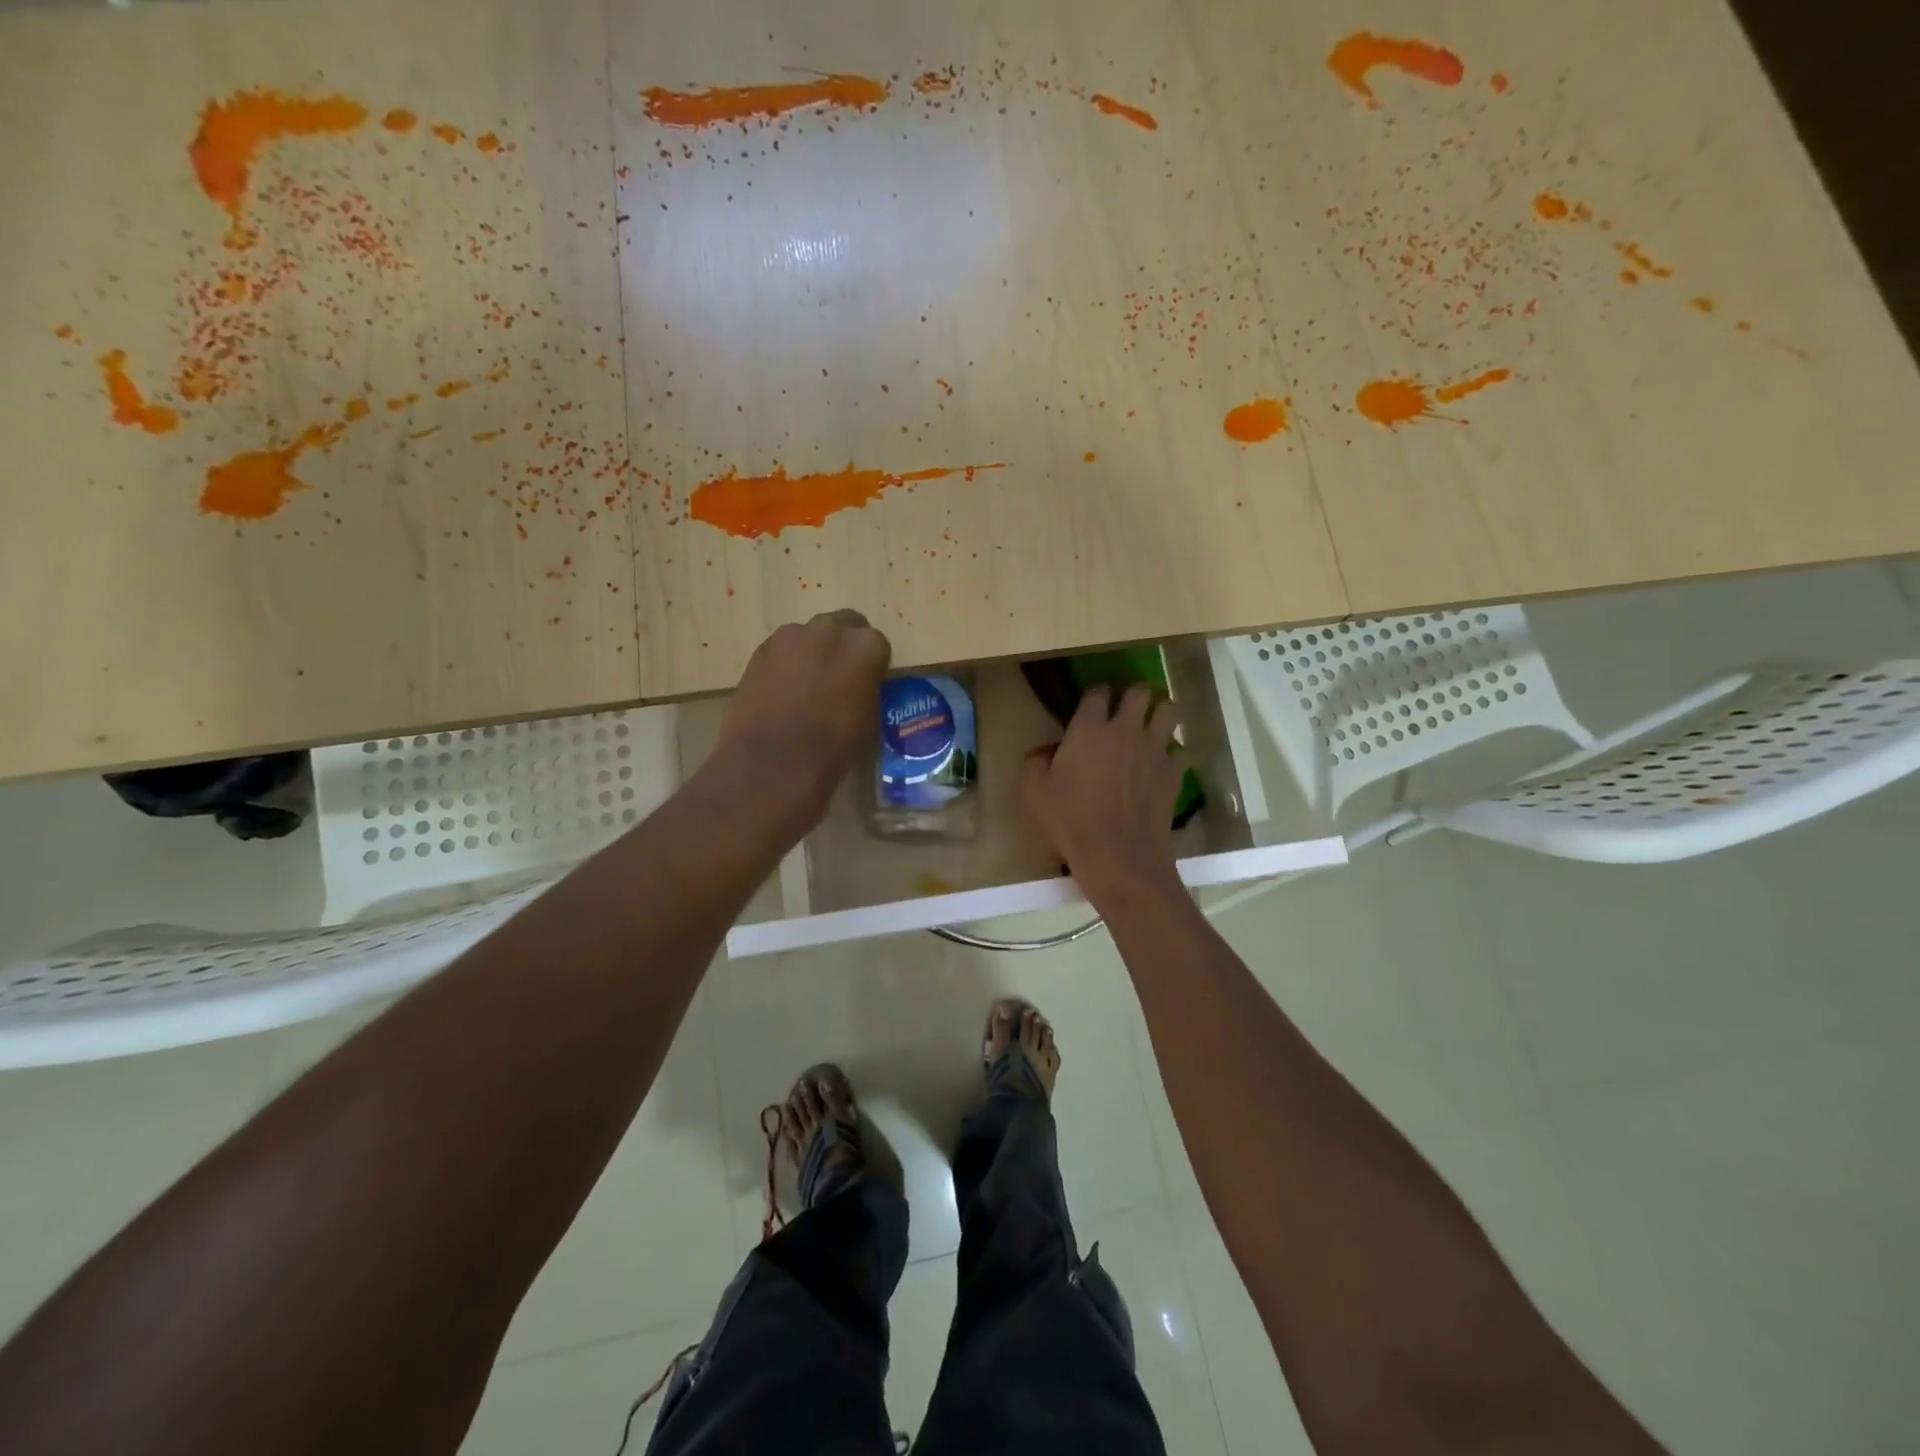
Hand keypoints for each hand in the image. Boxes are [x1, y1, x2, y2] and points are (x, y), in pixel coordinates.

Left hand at [711, 609, 891, 828]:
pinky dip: (785, 665)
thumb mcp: (869, 718)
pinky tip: (782, 694)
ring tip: (806, 688)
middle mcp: (829, 630)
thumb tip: (859, 684)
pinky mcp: (759, 650)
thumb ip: (867, 687)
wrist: (772, 765)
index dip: (872, 664)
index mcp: (865, 646)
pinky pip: (781, 651)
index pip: (877, 643)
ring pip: (809, 636)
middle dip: (842, 647)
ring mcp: (790, 637)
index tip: (867, 683)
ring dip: (812, 653)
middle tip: (839, 678)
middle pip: (842, 626)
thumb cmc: (833, 749)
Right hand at [1023, 683, 1183, 903]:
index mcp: (1089, 728)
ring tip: (1152, 726)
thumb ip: (1035, 762)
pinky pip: (1182, 750)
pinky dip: (1174, 754)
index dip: (1095, 694)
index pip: (1097, 691)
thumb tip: (1043, 752)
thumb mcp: (1034, 792)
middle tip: (1126, 710)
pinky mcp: (1174, 772)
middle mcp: (1125, 729)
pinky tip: (1164, 765)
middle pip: (1140, 691)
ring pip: (1169, 709)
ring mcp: (1154, 748)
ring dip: (1160, 713)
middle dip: (1134, 695)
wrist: (1118, 855)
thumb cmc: (1070, 820)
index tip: (1092, 704)